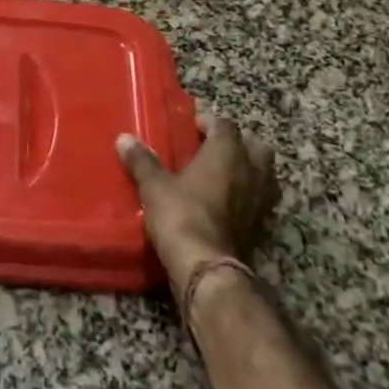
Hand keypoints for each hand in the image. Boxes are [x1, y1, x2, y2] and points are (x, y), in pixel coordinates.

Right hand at [117, 116, 279, 294]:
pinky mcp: (262, 227)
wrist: (206, 267)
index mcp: (227, 153)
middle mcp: (251, 172)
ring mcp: (261, 201)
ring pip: (265, 175)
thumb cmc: (181, 214)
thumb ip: (142, 160)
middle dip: (239, 144)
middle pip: (256, 147)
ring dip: (249, 171)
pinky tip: (227, 203)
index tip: (192, 125)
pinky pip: (260, 201)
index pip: (226, 125)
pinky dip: (248, 197)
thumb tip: (124, 139)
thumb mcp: (154, 185)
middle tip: (214, 148)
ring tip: (224, 175)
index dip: (210, 121)